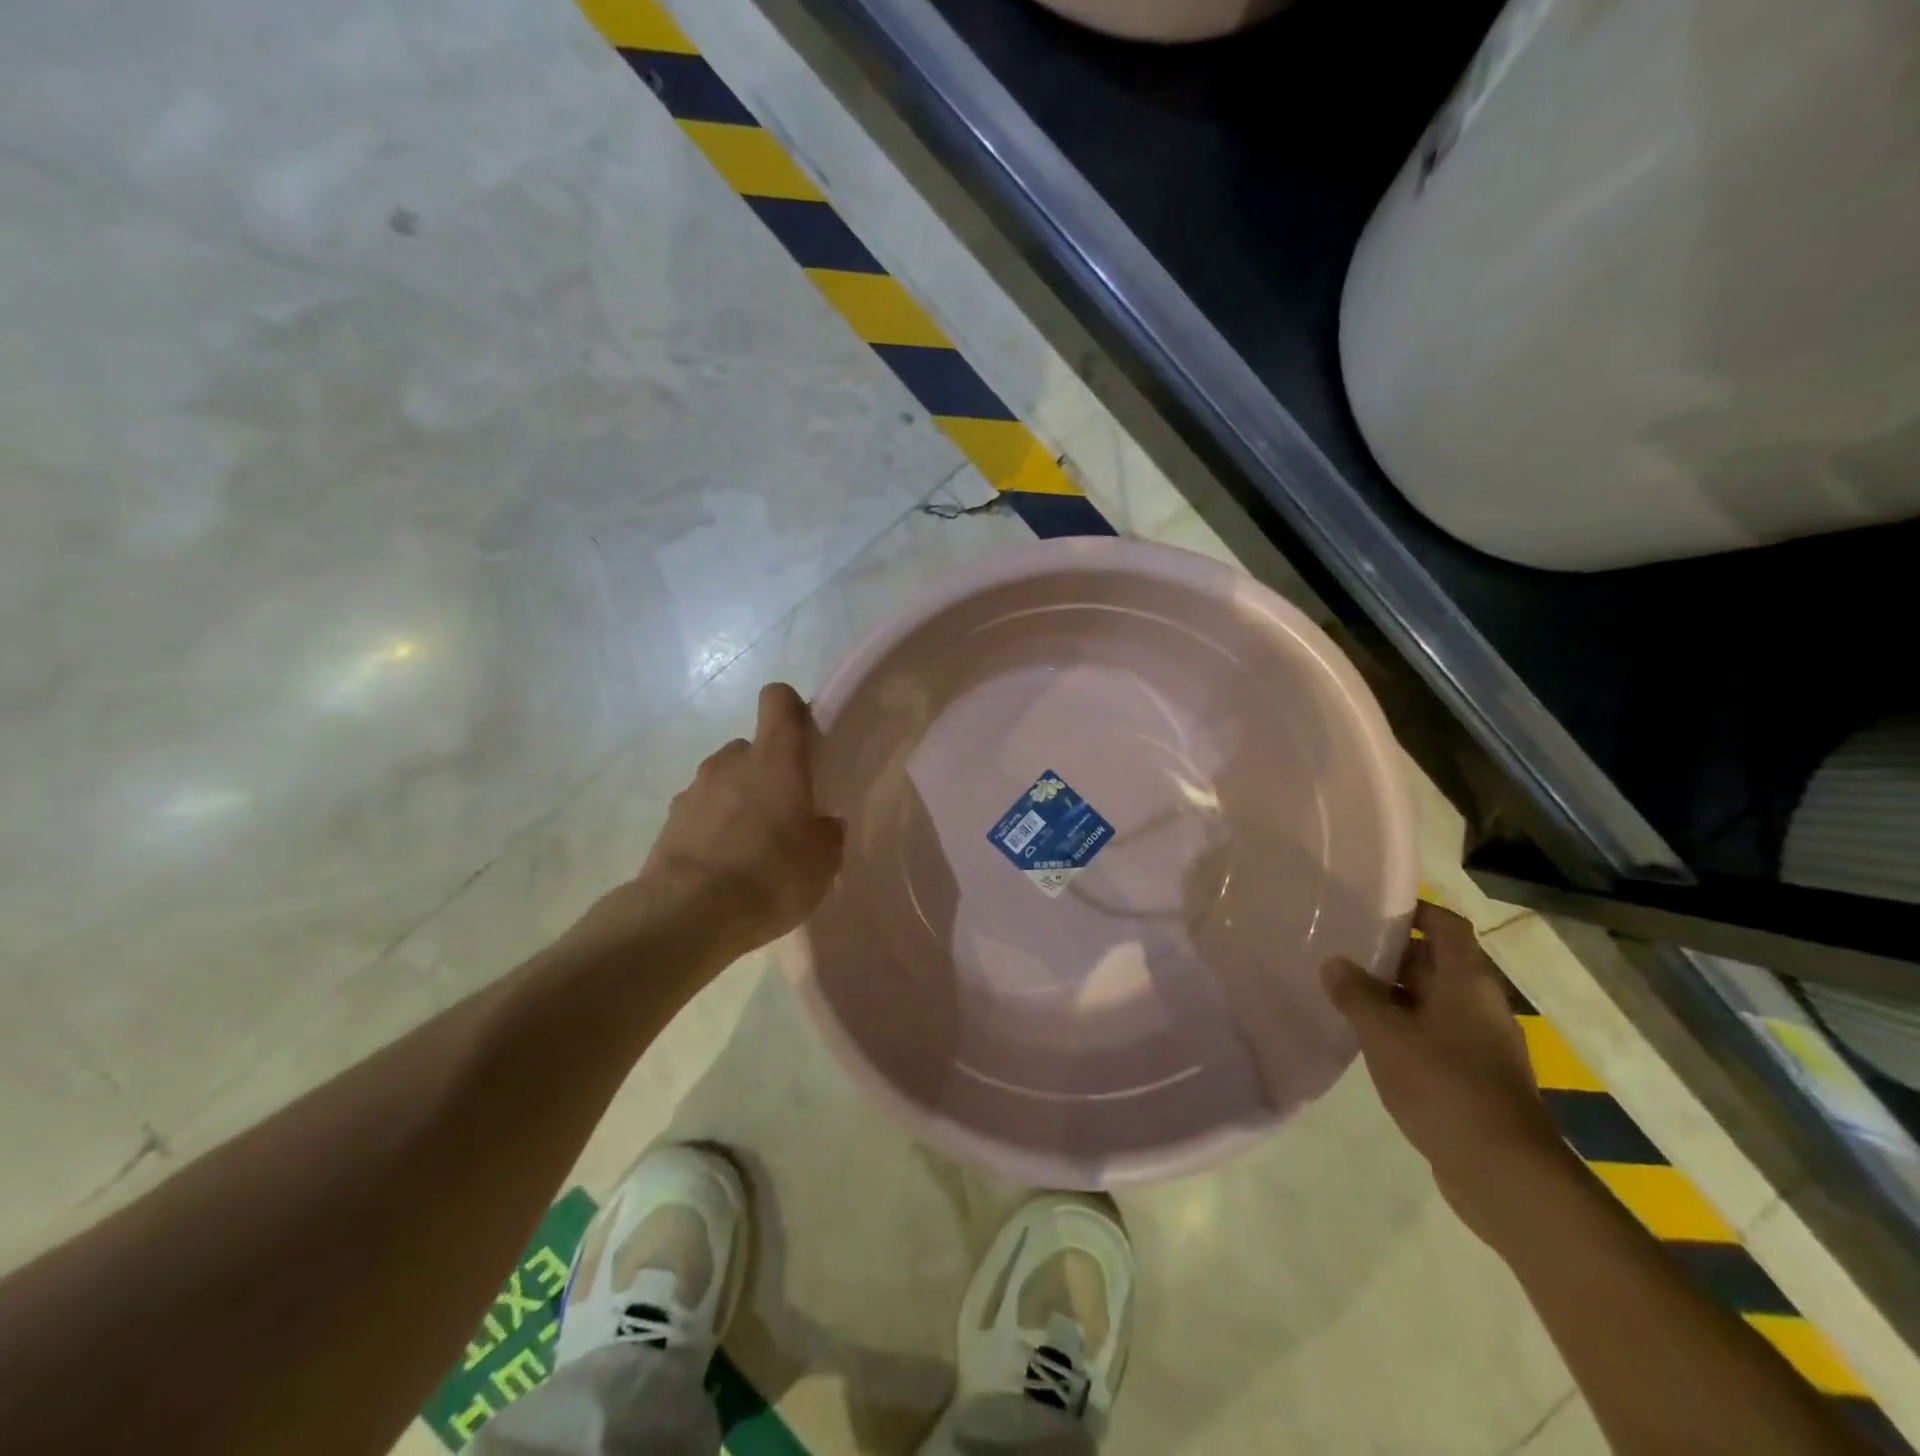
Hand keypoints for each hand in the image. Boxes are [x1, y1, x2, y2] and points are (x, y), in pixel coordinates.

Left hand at [577, 683, 844, 968]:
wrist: (687, 916)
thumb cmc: (771, 876)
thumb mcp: (823, 861)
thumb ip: (827, 831)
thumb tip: (822, 822)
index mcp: (774, 758)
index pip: (778, 700)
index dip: (792, 710)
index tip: (804, 739)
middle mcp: (730, 762)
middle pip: (752, 748)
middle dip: (767, 772)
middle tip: (784, 813)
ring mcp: (693, 791)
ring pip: (724, 783)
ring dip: (738, 802)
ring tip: (752, 848)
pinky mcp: (668, 823)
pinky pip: (701, 814)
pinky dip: (713, 830)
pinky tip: (725, 869)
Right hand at [1323, 902, 1568, 1235]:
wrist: (1504, 1173)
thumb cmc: (1444, 1084)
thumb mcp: (1384, 1032)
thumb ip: (1355, 993)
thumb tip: (1335, 963)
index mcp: (1467, 981)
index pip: (1446, 925)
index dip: (1414, 910)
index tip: (1371, 908)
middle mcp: (1480, 1004)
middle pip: (1436, 961)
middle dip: (1391, 954)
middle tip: (1342, 949)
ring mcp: (1481, 1043)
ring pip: (1432, 1001)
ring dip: (1393, 995)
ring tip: (1345, 993)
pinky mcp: (1475, 1077)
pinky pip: (1434, 1035)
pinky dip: (1404, 1029)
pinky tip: (1369, 1041)